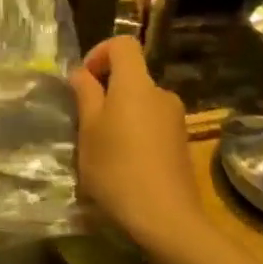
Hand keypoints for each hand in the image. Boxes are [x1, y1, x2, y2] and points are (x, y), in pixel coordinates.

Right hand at [70, 38, 202, 258]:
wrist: (166, 219)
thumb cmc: (117, 169)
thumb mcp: (89, 131)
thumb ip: (85, 95)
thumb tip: (81, 73)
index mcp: (136, 84)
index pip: (123, 44)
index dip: (100, 52)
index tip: (83, 81)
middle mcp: (161, 93)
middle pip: (132, 75)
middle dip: (106, 89)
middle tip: (84, 120)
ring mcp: (175, 119)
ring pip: (140, 102)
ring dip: (120, 114)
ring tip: (102, 147)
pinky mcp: (181, 144)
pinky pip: (152, 123)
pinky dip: (135, 132)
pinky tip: (124, 164)